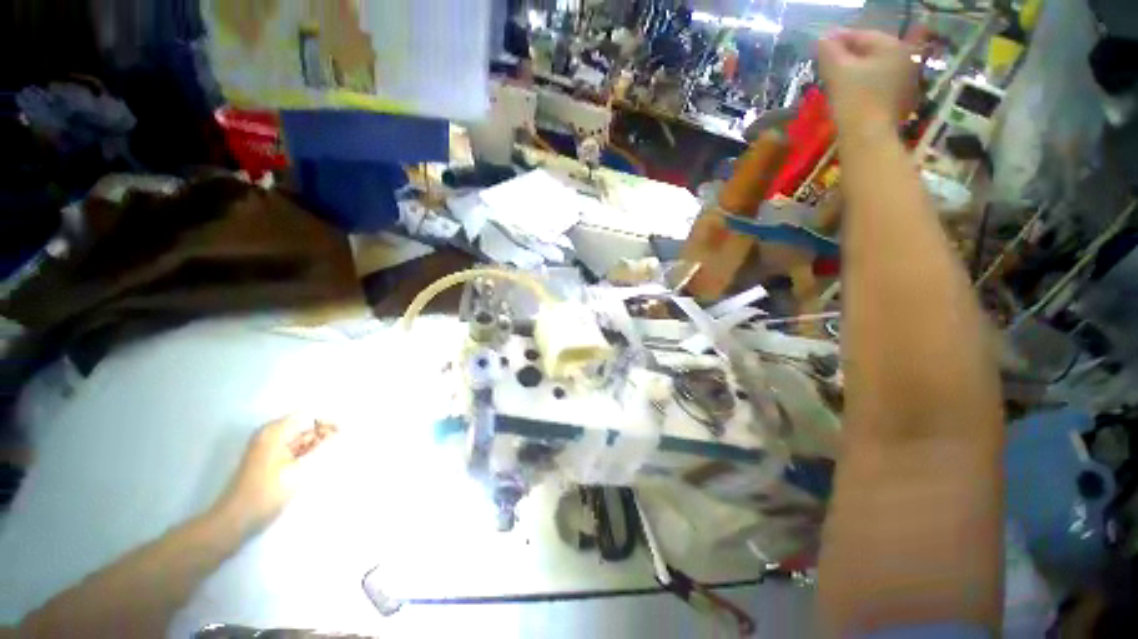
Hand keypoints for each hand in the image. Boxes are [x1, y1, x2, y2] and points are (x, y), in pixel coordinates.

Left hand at [213, 415, 338, 534]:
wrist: (235, 521)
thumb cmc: (267, 493)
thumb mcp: (300, 470)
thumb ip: (324, 448)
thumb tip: (343, 433)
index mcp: (276, 431)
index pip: (311, 415)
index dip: (330, 423)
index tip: (346, 436)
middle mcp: (271, 434)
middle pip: (306, 425)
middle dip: (324, 435)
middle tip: (338, 451)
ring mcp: (269, 447)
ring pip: (302, 439)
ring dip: (317, 447)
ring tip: (327, 460)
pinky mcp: (270, 460)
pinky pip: (295, 450)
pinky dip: (307, 455)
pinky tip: (313, 467)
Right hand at [818, 29, 917, 130]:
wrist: (867, 137)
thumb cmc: (854, 100)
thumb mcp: (838, 71)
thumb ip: (829, 51)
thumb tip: (822, 39)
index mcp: (893, 46)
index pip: (861, 36)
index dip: (838, 39)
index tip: (820, 45)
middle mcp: (903, 58)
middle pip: (869, 51)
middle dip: (846, 55)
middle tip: (825, 62)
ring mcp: (903, 80)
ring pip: (872, 68)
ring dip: (852, 70)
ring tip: (833, 77)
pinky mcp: (896, 99)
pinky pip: (875, 83)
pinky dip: (860, 84)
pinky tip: (846, 92)